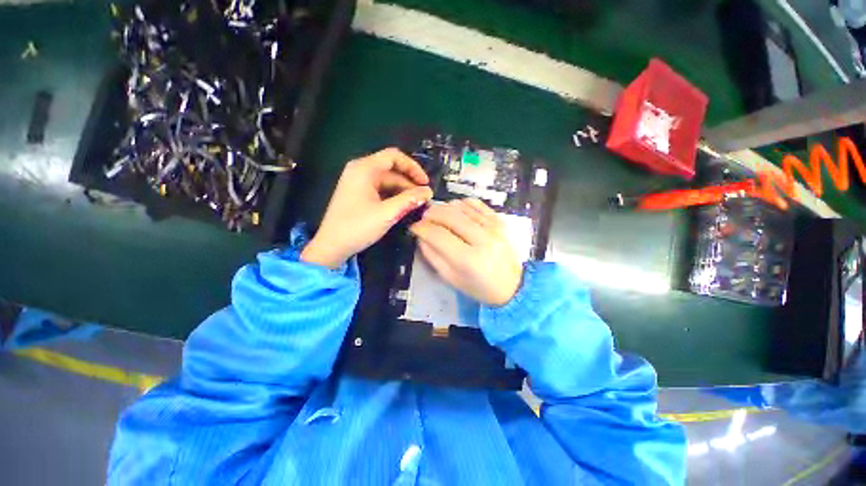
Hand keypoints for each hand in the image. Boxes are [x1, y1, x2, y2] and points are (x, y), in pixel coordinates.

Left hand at [301, 148, 432, 268]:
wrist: (332, 246)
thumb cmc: (357, 227)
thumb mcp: (387, 213)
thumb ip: (409, 200)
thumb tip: (428, 192)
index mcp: (364, 169)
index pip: (394, 156)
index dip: (413, 167)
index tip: (425, 183)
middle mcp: (360, 171)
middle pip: (391, 169)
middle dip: (409, 182)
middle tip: (424, 198)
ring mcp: (358, 182)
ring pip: (387, 181)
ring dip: (403, 191)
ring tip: (416, 204)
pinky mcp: (358, 194)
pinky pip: (380, 189)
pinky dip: (393, 196)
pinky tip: (403, 206)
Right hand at [410, 199, 521, 306]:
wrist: (512, 285)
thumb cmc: (479, 287)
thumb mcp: (451, 278)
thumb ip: (433, 256)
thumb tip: (421, 236)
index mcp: (468, 259)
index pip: (438, 234)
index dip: (422, 228)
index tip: (414, 227)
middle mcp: (482, 239)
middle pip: (449, 216)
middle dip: (431, 214)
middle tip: (423, 218)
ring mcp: (493, 227)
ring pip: (461, 206)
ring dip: (444, 207)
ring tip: (437, 215)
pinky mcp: (499, 220)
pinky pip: (476, 203)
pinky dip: (461, 203)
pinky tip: (455, 210)